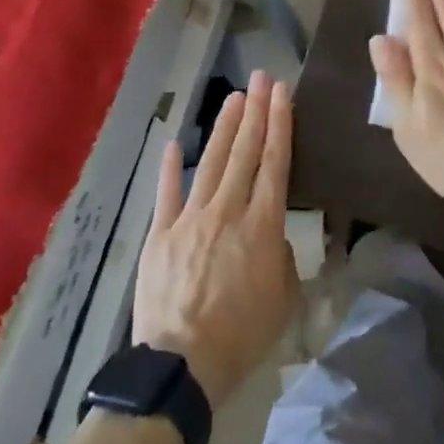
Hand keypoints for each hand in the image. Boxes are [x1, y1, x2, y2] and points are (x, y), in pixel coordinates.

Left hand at [133, 72, 299, 407]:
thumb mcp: (284, 299)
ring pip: (210, 163)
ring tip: (234, 98)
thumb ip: (281, 258)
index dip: (280, 124)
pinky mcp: (159, 235)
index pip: (275, 163)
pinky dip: (170, 167)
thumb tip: (271, 237)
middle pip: (244, 153)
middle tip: (262, 78)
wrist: (182, 365)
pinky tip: (173, 143)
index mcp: (262, 225)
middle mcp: (227, 211)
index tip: (282, 94)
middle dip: (255, 112)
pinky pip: (166, 194)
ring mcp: (189, 219)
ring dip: (223, 128)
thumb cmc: (242, 336)